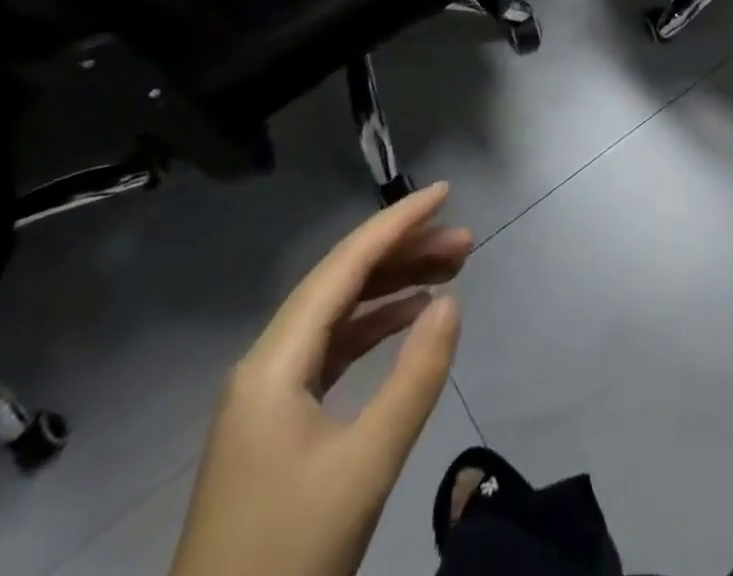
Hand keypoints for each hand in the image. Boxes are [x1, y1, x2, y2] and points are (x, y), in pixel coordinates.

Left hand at [169, 183, 470, 575]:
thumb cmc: (288, 555)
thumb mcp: (364, 467)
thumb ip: (414, 379)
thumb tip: (450, 302)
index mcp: (275, 362)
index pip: (344, 267)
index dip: (397, 223)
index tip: (446, 193)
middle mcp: (267, 362)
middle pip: (341, 283)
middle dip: (404, 252)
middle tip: (466, 242)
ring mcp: (269, 393)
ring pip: (338, 314)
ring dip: (393, 286)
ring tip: (451, 270)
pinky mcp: (278, 422)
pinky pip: (332, 349)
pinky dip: (374, 325)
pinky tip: (409, 318)